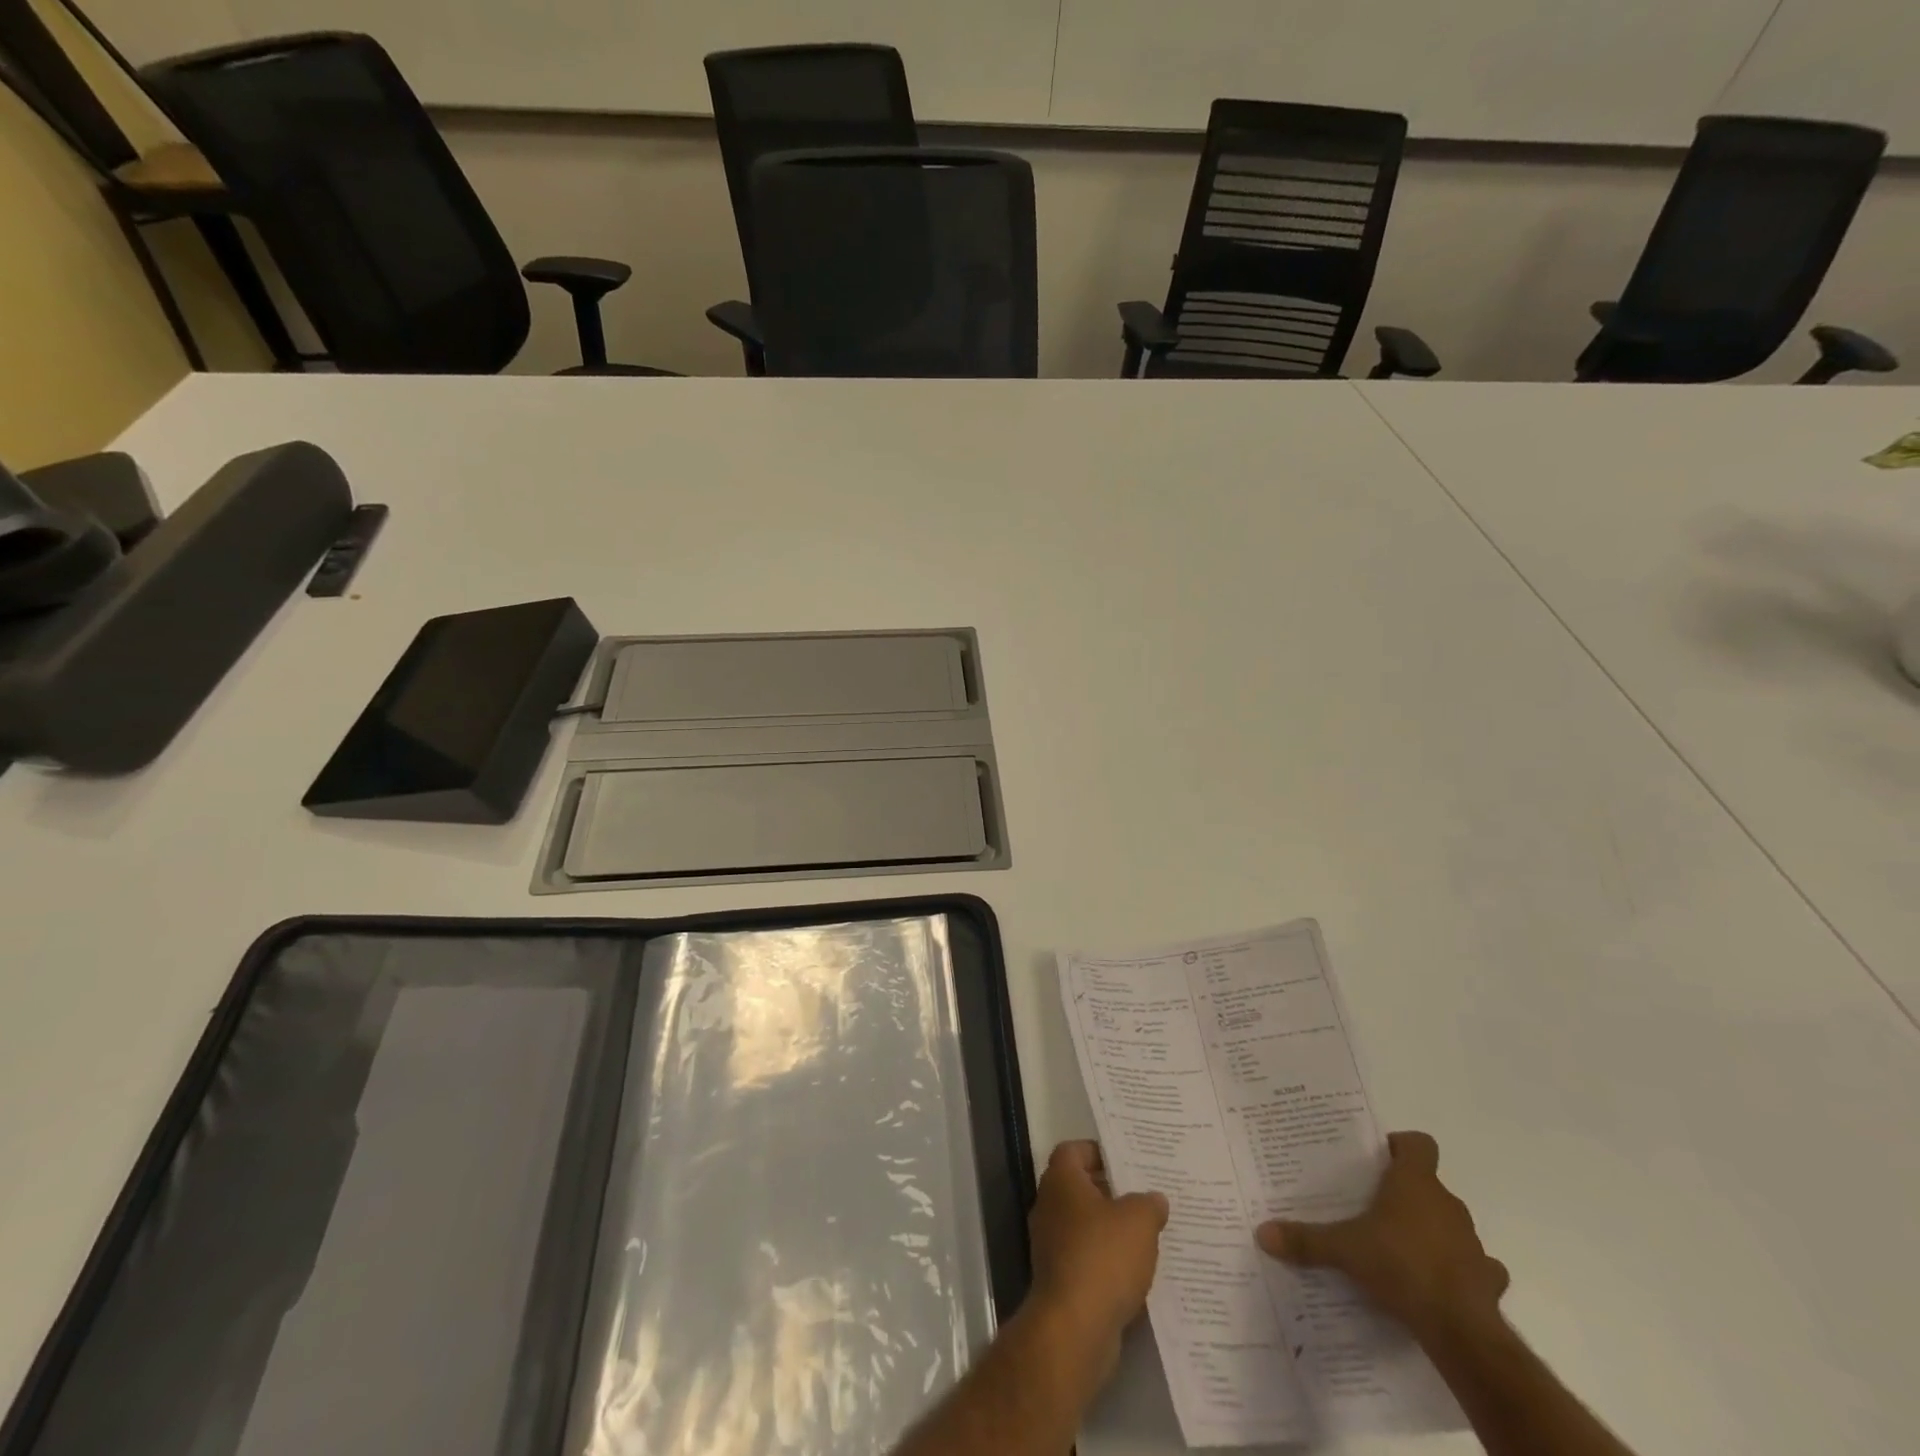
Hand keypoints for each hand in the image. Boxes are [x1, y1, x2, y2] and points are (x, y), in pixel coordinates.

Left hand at [1026, 1141, 1168, 1374]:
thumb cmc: (1103, 1256)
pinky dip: (1106, 1260)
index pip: (1073, 1150)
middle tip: (1143, 1196)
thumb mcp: (1139, 1221)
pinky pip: (1085, 1257)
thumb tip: (1154, 1199)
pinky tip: (1134, 1270)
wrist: (1075, 1326)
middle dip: (1109, 1191)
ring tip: (1146, 1233)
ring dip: (1109, 1228)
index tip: (1125, 1161)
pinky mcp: (1059, 1279)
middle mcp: (1049, 1206)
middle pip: (1079, 1187)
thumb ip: (1149, 1203)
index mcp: (1061, 1181)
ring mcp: (1050, 1244)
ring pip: (1083, 1224)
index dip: (1097, 1151)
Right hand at [1255, 1131, 1507, 1339]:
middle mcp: (1448, 1204)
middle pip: (1430, 1185)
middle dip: (1407, 1194)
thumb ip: (1306, 1240)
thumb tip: (1262, 1233)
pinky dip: (1461, 1271)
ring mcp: (1473, 1242)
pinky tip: (1440, 1285)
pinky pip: (1476, 1266)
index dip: (1401, 1146)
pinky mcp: (1488, 1280)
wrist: (1461, 1330)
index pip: (1419, 1144)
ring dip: (1433, 1232)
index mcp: (1415, 1183)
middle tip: (1374, 1208)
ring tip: (1402, 1250)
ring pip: (1451, 1224)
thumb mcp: (1344, 1249)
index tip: (1379, 1159)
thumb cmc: (1401, 1266)